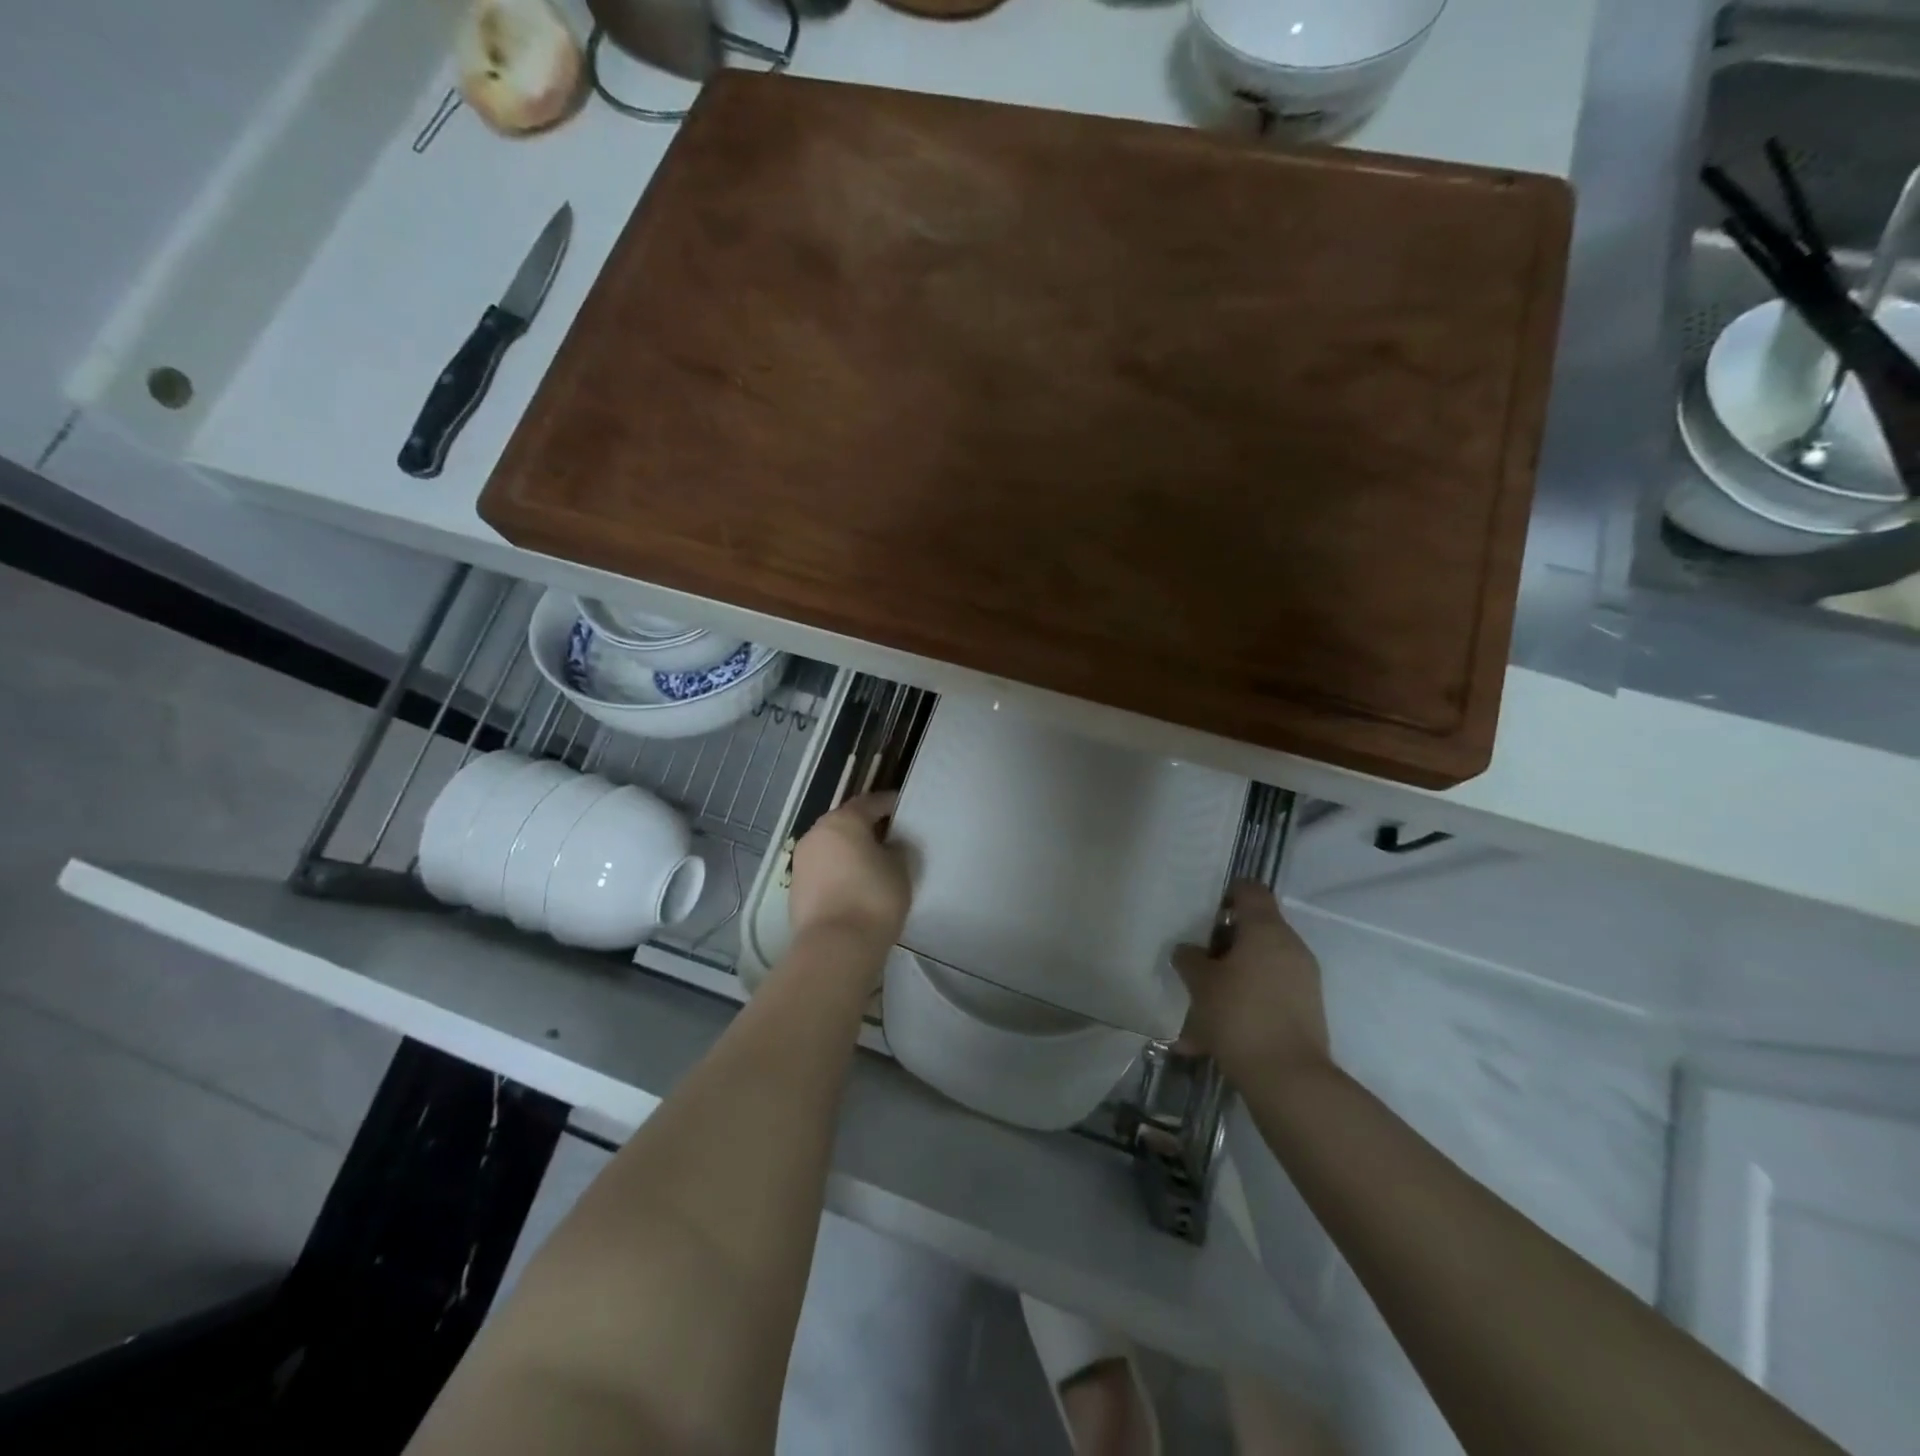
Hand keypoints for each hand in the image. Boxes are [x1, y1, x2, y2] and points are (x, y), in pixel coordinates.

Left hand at [789, 793, 911, 948]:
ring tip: (872, 863)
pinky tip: (854, 884)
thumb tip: (888, 846)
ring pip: (831, 846)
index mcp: (843, 820)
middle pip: (846, 822)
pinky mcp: (795, 887)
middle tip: (889, 836)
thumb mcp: (899, 868)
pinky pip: (823, 869)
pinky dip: (838, 870)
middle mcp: (817, 833)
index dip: (889, 804)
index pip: (870, 802)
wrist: (836, 945)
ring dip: (849, 850)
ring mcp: (802, 861)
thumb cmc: (874, 897)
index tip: (903, 809)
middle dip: (866, 826)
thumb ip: (896, 849)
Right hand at [1173, 881, 1330, 1091]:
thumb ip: (1190, 959)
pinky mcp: (1306, 1009)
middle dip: (1224, 942)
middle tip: (1196, 959)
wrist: (1288, 1078)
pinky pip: (1269, 991)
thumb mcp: (1201, 983)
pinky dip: (1246, 999)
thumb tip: (1188, 950)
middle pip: (1256, 928)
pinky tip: (1215, 1030)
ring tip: (1202, 1000)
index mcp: (1266, 930)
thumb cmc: (1239, 1015)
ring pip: (1261, 963)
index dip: (1226, 893)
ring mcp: (1303, 979)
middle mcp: (1291, 947)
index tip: (1204, 912)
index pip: (1250, 890)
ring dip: (1233, 974)